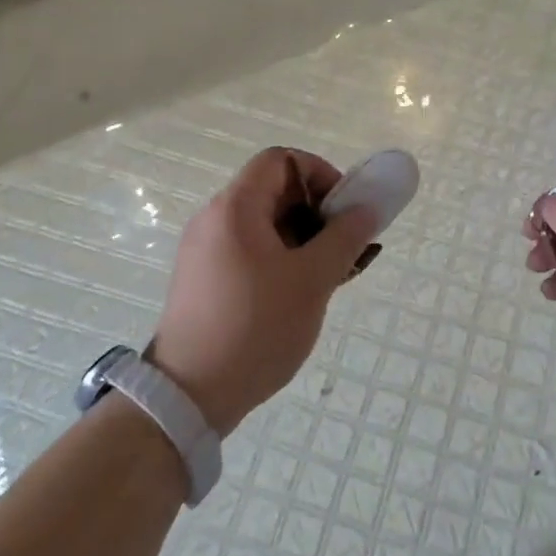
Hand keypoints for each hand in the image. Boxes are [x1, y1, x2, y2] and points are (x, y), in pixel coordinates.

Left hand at [152, 147, 379, 434]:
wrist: (189, 395)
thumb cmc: (256, 327)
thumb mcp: (312, 280)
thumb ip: (344, 237)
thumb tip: (365, 208)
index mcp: (235, 207)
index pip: (280, 160)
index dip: (319, 173)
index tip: (342, 209)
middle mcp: (214, 219)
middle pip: (273, 192)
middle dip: (316, 212)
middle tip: (344, 246)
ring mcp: (205, 250)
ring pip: (264, 225)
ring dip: (303, 239)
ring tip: (331, 275)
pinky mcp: (203, 279)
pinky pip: (249, 251)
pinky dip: (281, 259)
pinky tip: (302, 293)